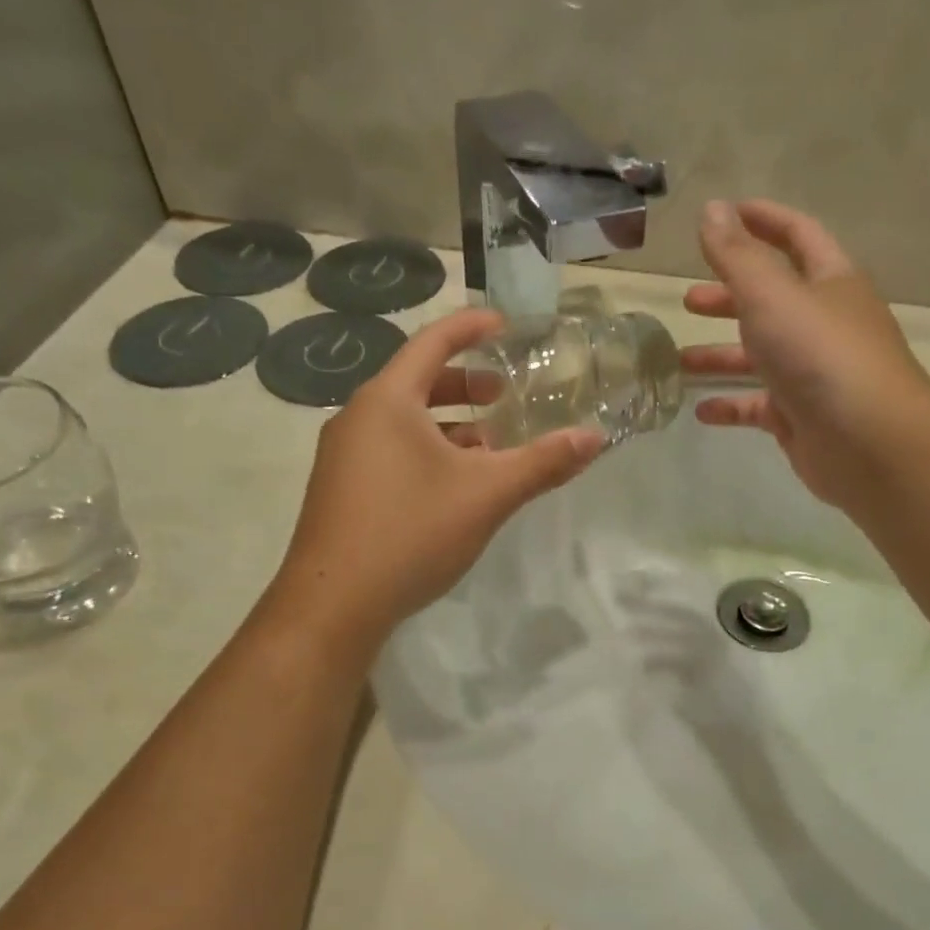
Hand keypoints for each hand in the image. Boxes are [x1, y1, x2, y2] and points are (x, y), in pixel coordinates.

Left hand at [271, 308, 604, 647]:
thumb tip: (595, 437)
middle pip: (416, 382)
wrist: (333, 604)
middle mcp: (358, 418)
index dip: (472, 327)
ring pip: (403, 423)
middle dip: (465, 385)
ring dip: (448, 427)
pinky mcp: (340, 491)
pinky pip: (389, 453)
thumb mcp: (486, 495)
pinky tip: (452, 488)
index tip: (505, 325)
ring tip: (489, 448)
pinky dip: (425, 454)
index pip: (433, 342)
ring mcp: (343, 457)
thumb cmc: (411, 533)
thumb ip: (542, 463)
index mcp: (387, 401)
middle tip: (504, 396)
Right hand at [680, 200, 929, 509]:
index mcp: (829, 282)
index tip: (724, 214)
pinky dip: (730, 405)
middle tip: (688, 300)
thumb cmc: (820, 355)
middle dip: (729, 297)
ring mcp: (813, 373)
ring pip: (760, 356)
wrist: (868, 442)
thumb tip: (711, 209)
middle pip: (772, 300)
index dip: (762, 220)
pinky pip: (758, 405)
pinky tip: (701, 410)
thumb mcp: (771, 296)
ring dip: (721, 354)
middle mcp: (823, 323)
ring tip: (678, 360)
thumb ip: (736, 256)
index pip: (797, 236)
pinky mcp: (801, 417)